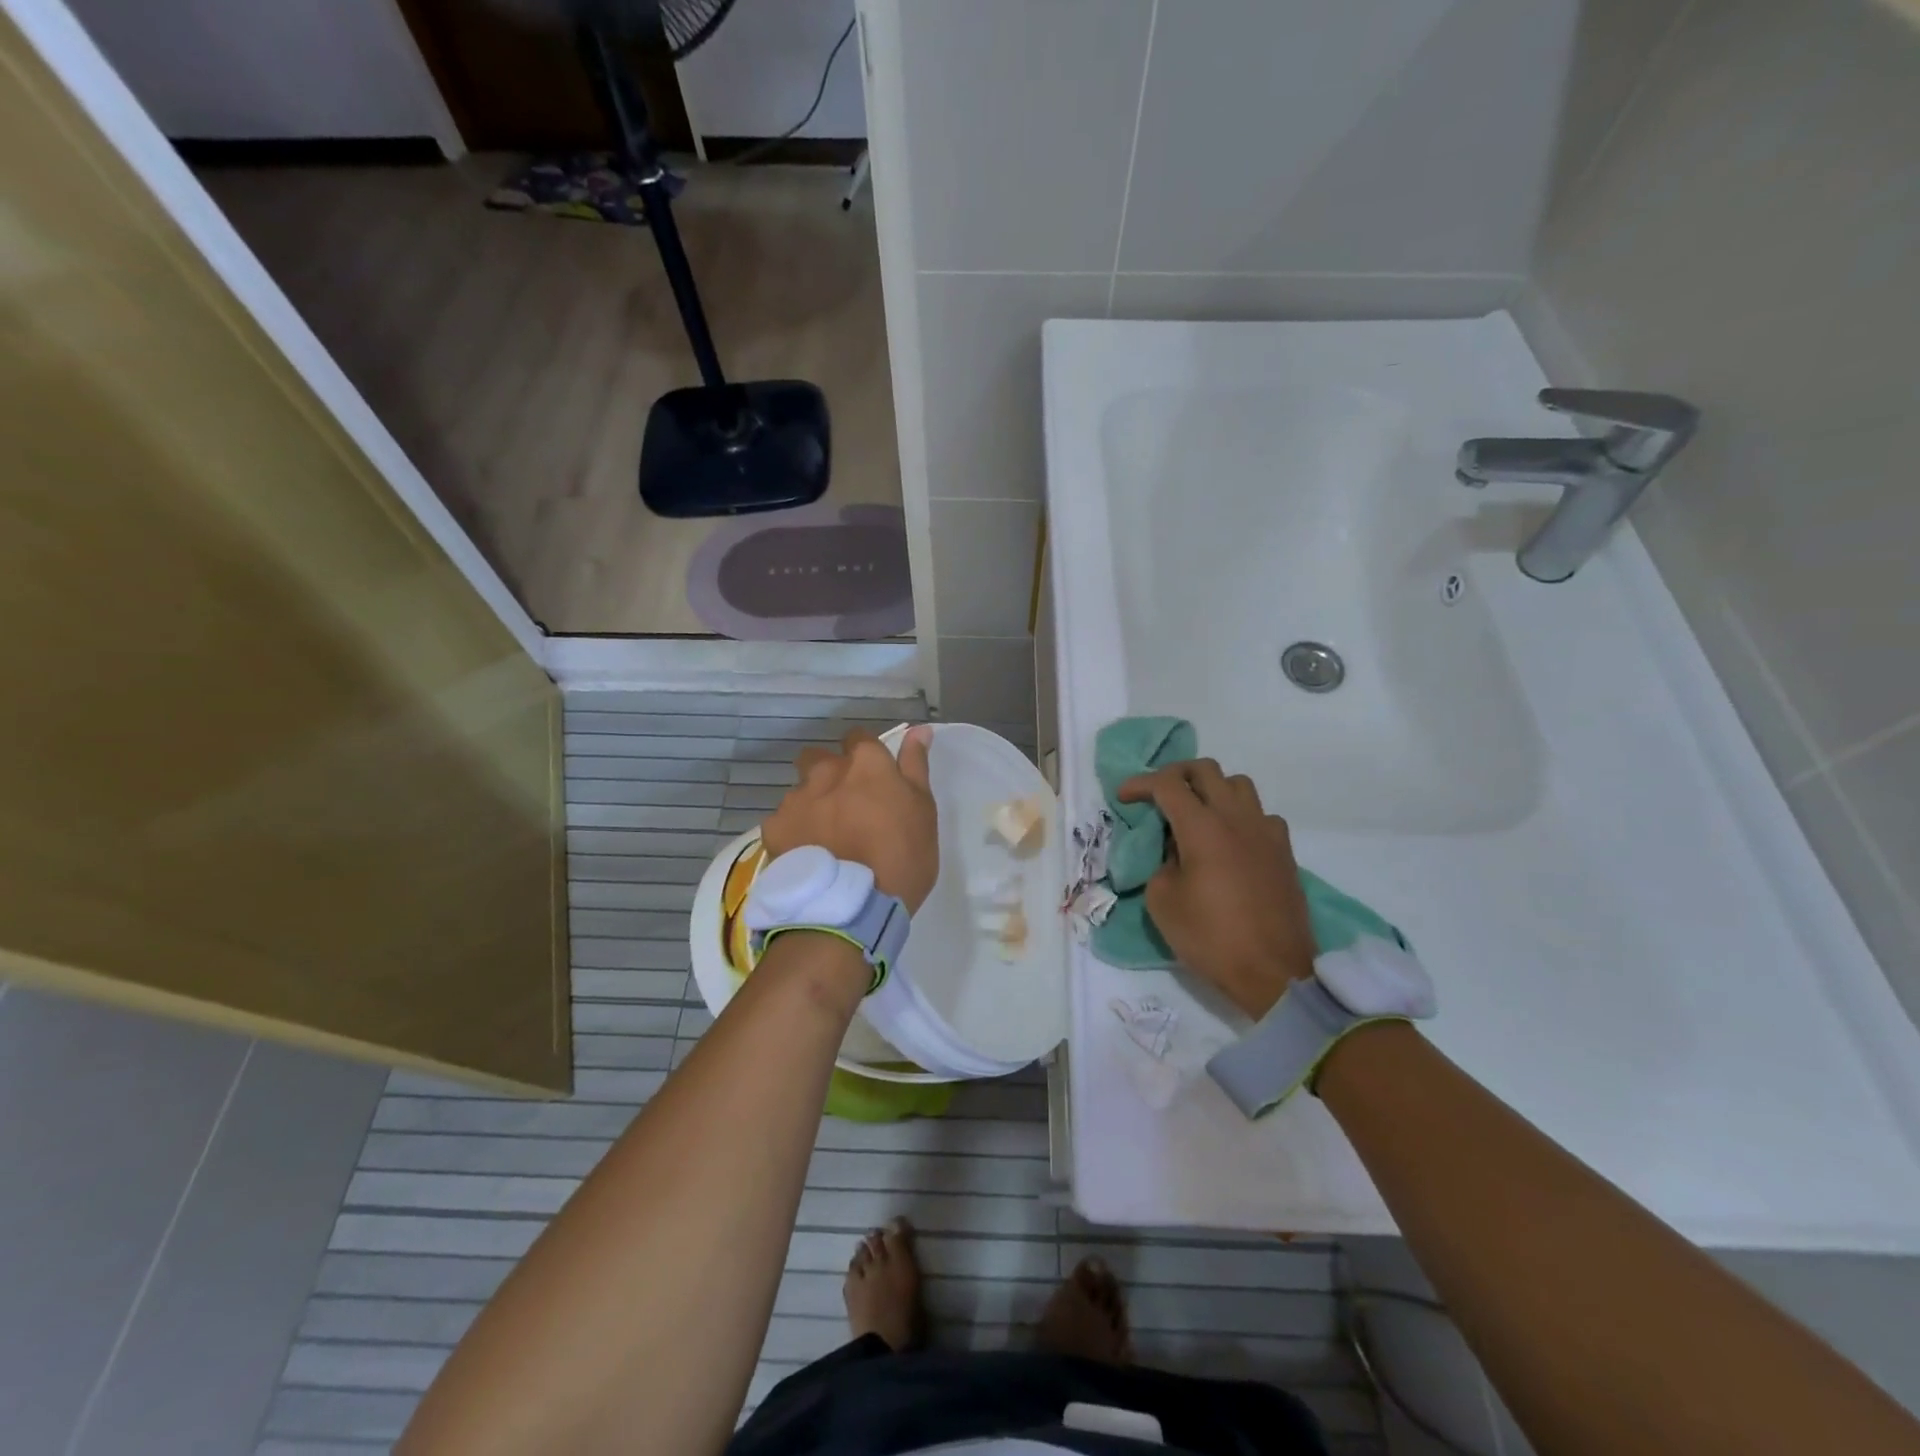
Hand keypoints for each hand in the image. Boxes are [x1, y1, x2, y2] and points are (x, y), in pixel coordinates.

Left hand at [762, 726, 939, 911]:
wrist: (851, 907)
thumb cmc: (902, 858)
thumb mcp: (924, 811)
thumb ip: (915, 766)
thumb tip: (918, 730)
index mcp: (866, 763)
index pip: (859, 738)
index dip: (864, 755)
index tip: (872, 778)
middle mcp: (826, 772)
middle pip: (819, 758)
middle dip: (828, 773)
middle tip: (845, 806)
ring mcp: (796, 799)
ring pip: (800, 791)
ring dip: (811, 805)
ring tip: (824, 838)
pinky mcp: (774, 829)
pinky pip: (782, 822)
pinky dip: (793, 833)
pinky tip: (806, 856)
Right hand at [1116, 759, 1315, 1018]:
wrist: (1274, 973)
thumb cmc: (1211, 938)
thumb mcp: (1162, 901)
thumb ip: (1161, 863)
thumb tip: (1174, 850)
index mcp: (1202, 828)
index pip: (1167, 784)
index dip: (1140, 784)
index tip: (1123, 797)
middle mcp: (1236, 818)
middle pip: (1205, 770)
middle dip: (1175, 774)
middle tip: (1158, 795)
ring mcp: (1265, 832)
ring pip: (1238, 784)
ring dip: (1212, 789)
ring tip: (1196, 812)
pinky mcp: (1284, 851)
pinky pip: (1260, 814)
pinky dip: (1240, 816)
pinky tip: (1230, 840)